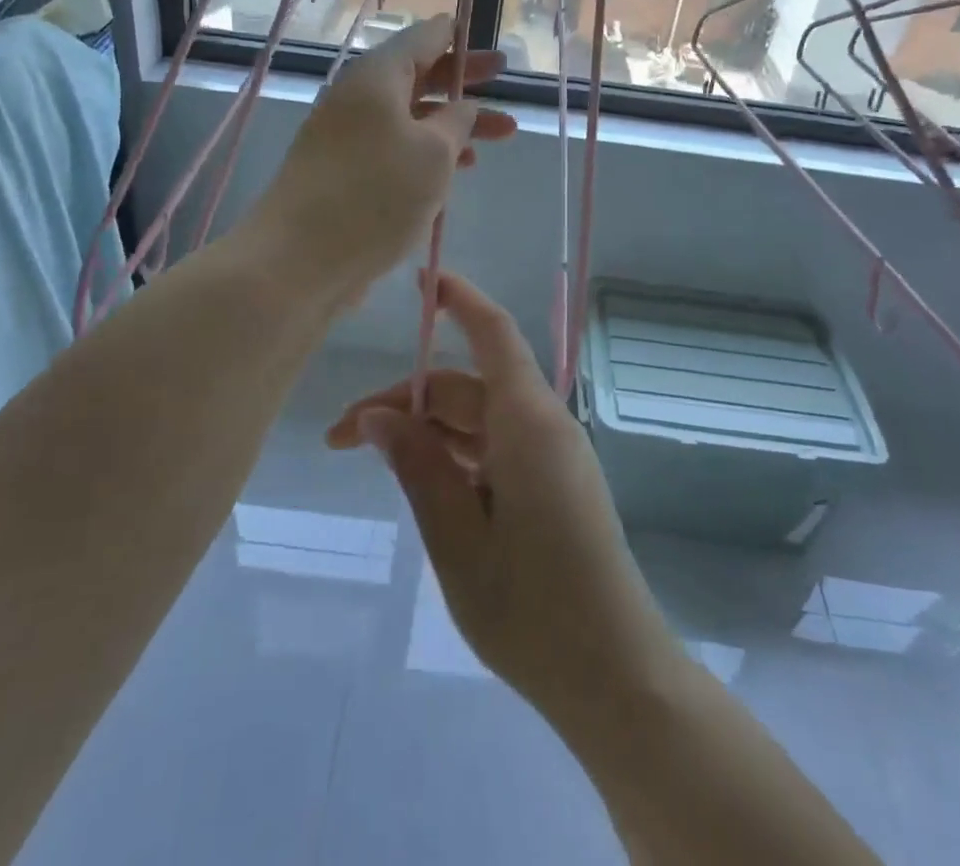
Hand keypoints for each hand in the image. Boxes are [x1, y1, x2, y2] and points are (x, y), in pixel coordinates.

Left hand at [246, 16, 514, 303]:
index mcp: (377, 77)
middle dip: (464, 78)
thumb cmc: (375, 195)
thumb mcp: (434, 153)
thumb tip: (462, 106)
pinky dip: (428, 151)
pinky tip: (458, 170)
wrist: (298, 260)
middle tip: (504, 76)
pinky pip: (395, 147)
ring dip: (454, 122)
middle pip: (418, 75)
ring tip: (501, 134)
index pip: (422, 37)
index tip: (482, 34)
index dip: (457, 34)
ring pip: (410, 116)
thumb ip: (457, 121)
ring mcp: (347, 137)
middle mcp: (358, 98)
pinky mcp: (344, 172)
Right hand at [328, 272, 676, 716]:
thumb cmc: (533, 610)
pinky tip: (423, 484)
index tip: (419, 280)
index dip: (458, 299)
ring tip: (373, 463)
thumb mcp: (458, 539)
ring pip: (478, 419)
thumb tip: (377, 416)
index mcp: (528, 423)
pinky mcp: (553, 484)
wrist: (616, 679)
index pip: (493, 334)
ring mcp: (551, 457)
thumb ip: (418, 467)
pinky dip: (455, 454)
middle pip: (468, 387)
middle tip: (343, 439)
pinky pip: (496, 448)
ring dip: (427, 432)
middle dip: (406, 401)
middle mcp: (543, 426)